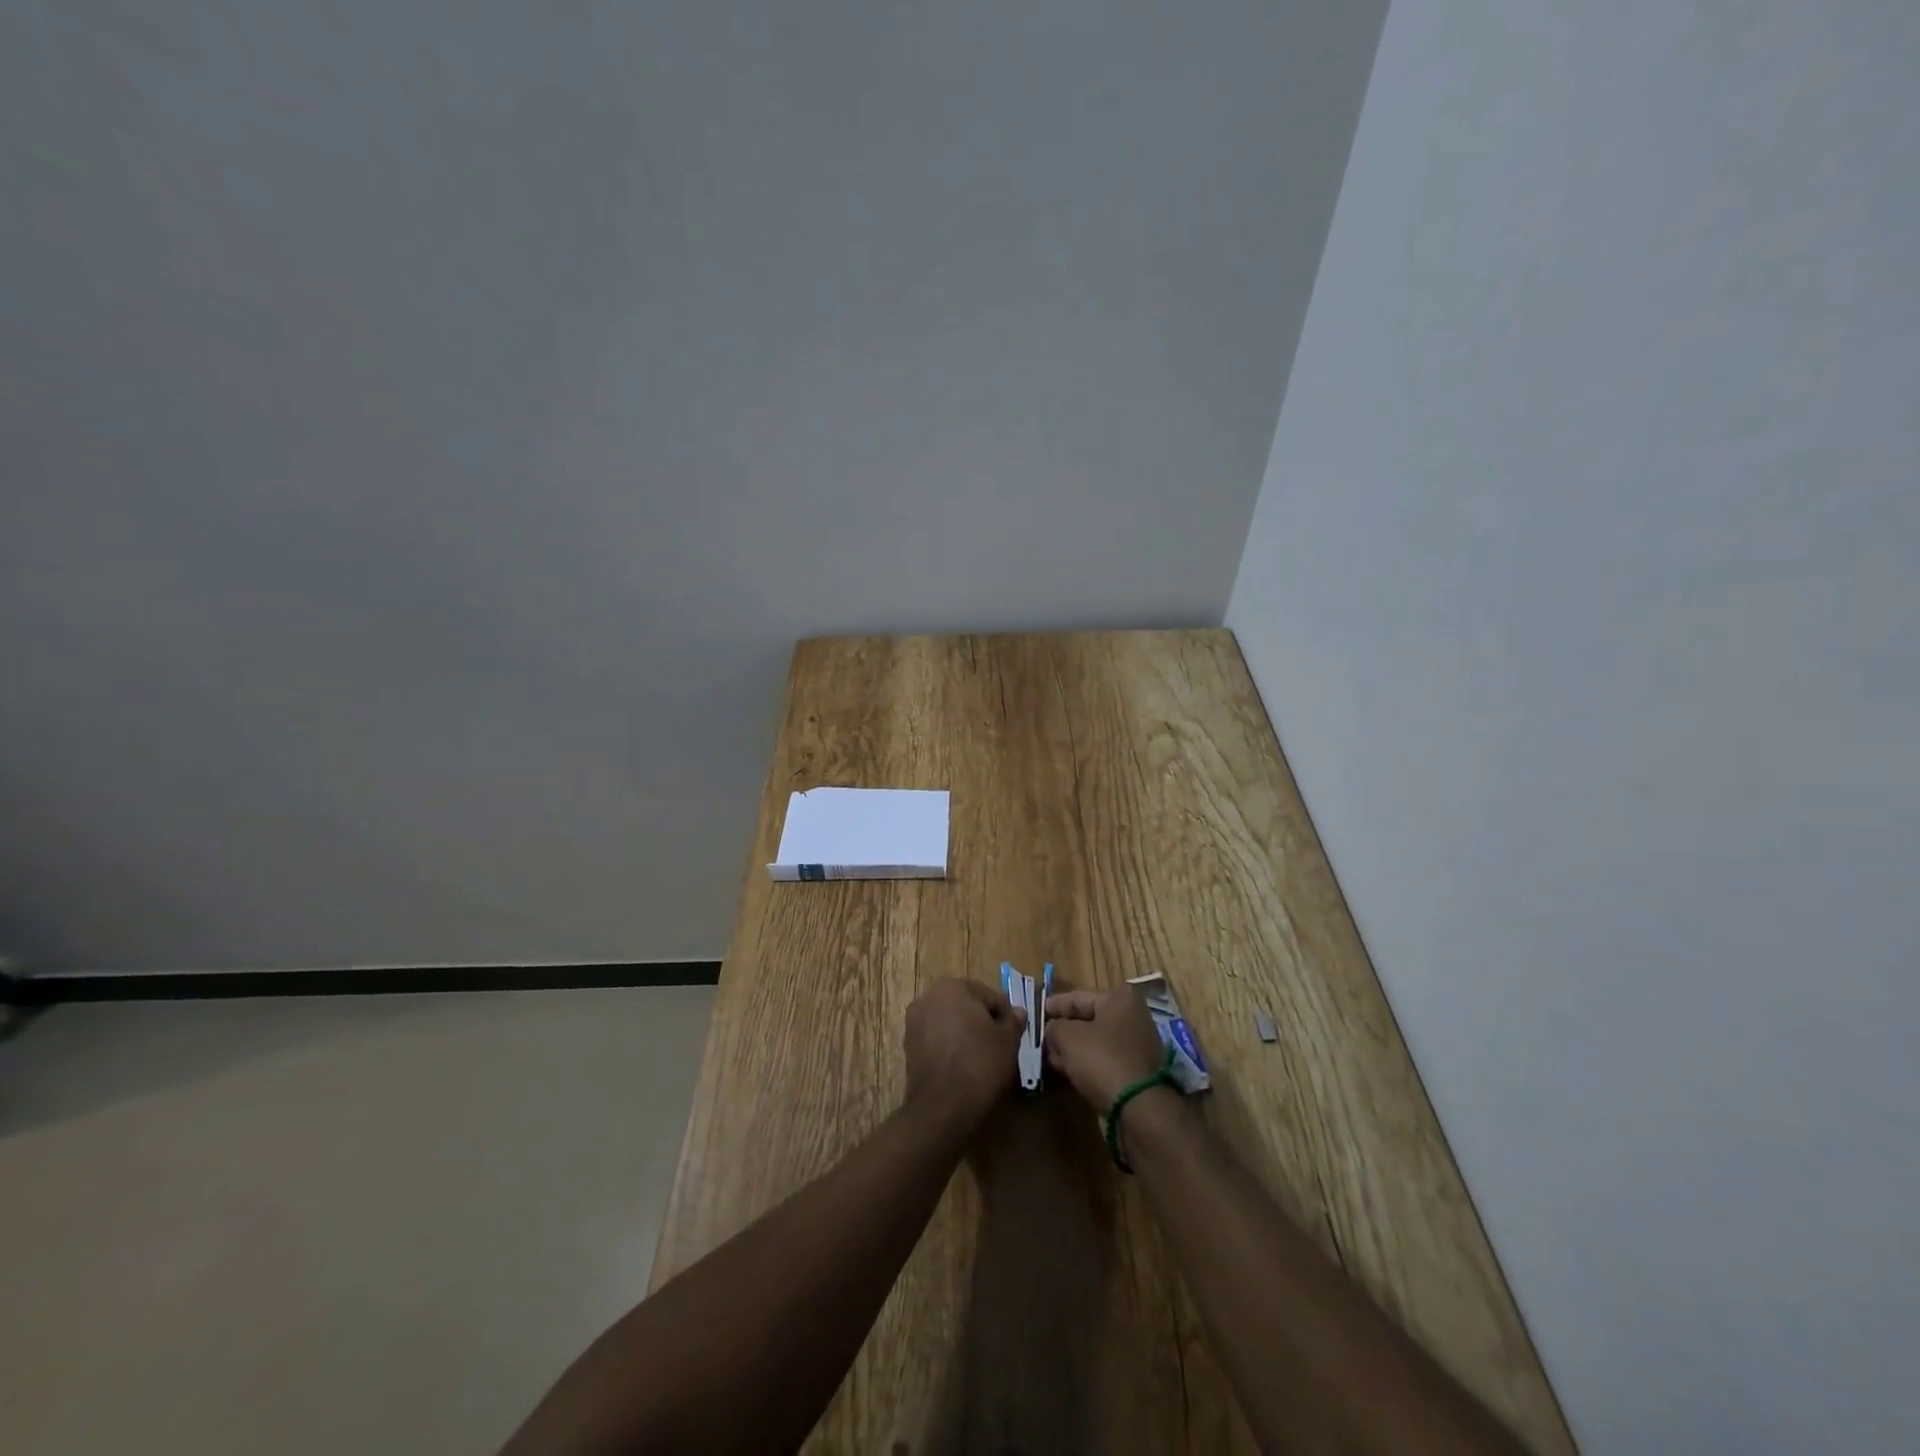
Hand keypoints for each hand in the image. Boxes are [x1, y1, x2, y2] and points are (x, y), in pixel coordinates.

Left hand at [904, 978, 1028, 1136]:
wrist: (943, 1106)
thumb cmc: (980, 1064)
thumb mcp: (1008, 1041)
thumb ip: (1013, 1021)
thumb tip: (1017, 1012)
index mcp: (954, 986)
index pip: (991, 996)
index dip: (1006, 1017)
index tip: (1014, 1037)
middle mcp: (929, 996)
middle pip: (967, 1005)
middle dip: (983, 1022)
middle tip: (1000, 1047)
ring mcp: (914, 1021)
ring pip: (950, 1022)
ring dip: (965, 1034)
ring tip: (981, 1058)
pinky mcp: (908, 1045)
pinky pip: (937, 1038)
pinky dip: (950, 1047)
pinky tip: (962, 1066)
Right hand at [1042, 983, 1167, 1109]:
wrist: (1138, 1107)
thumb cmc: (1102, 1060)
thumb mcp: (1068, 1037)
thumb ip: (1054, 1027)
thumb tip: (1052, 1030)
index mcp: (1119, 999)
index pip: (1077, 997)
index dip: (1054, 1005)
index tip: (1036, 1012)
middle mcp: (1132, 1017)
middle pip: (1088, 1019)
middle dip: (1063, 1029)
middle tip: (1041, 1038)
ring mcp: (1137, 1044)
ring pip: (1095, 1041)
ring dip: (1073, 1048)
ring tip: (1050, 1056)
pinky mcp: (1136, 1070)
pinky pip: (1104, 1059)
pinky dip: (1086, 1062)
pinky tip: (1067, 1070)